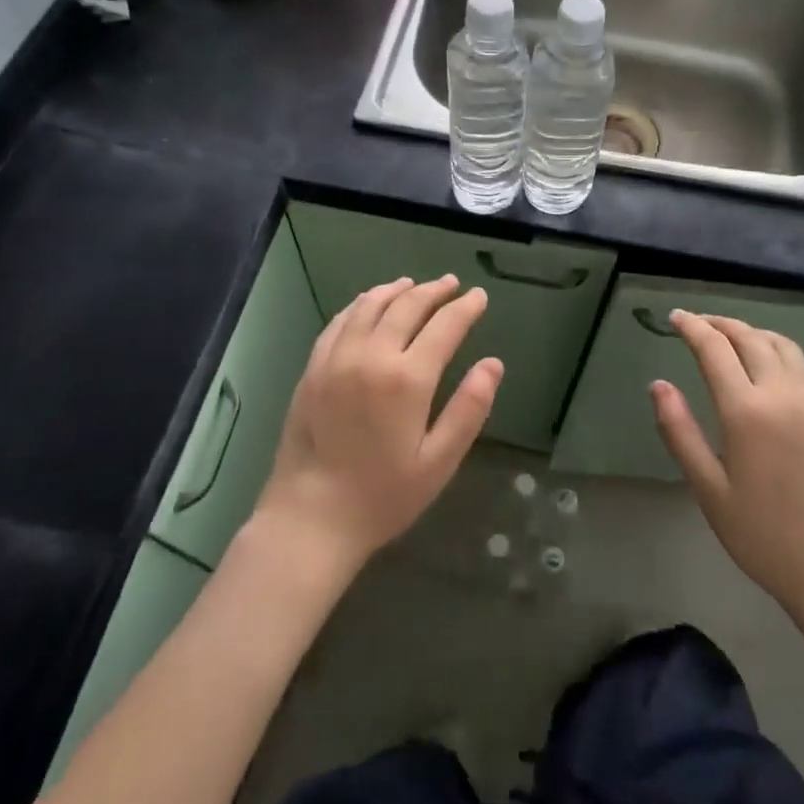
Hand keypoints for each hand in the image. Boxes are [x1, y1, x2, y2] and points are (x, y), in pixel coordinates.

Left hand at [254, 275, 501, 577]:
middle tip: (452, 284)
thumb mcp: (438, 462)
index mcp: (407, 379)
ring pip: (370, 306)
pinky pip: (339, 322)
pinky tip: (368, 303)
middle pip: (407, 306)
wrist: (309, 519)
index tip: (478, 296)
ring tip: (413, 284)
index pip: (445, 326)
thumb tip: (493, 364)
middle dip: (434, 291)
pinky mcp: (313, 369)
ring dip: (396, 290)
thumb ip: (469, 409)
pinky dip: (360, 304)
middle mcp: (371, 356)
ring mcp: (336, 359)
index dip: (465, 308)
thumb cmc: (382, 496)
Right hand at [651, 311, 803, 617]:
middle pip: (749, 338)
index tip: (674, 318)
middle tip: (696, 323)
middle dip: (719, 324)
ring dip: (751, 331)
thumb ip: (680, 431)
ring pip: (781, 344)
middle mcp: (782, 393)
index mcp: (747, 411)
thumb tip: (658, 384)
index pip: (715, 349)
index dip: (692, 328)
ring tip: (729, 336)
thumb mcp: (709, 488)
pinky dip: (780, 350)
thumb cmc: (763, 534)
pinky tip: (771, 363)